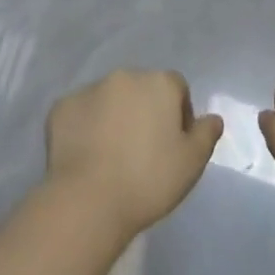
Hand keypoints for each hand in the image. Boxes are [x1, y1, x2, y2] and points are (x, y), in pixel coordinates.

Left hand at [45, 70, 222, 238]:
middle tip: (143, 150)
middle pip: (141, 89)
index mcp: (158, 83)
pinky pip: (81, 112)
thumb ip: (206, 134)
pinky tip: (88, 155)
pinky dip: (86, 126)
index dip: (179, 113)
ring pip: (109, 98)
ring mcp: (89, 88)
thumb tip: (213, 118)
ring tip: (113, 154)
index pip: (176, 87)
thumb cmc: (149, 180)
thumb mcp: (192, 163)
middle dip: (145, 111)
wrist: (89, 199)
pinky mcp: (62, 106)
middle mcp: (124, 76)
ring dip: (115, 116)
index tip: (175, 144)